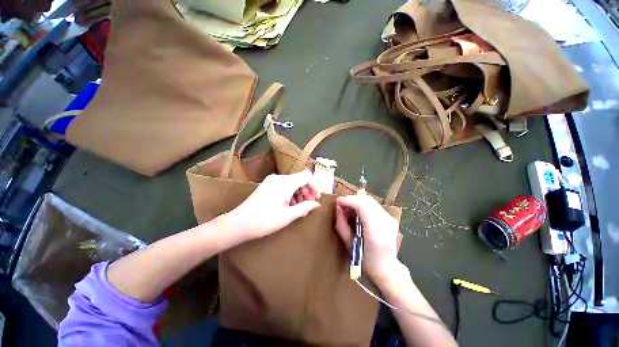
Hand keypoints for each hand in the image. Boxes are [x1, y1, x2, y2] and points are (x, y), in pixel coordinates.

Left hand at [221, 170, 319, 244]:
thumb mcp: (287, 216)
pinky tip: (290, 205)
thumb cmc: (264, 221)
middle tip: (309, 205)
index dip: (314, 186)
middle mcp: (279, 178)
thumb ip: (304, 207)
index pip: (306, 176)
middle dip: (307, 191)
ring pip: (292, 182)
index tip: (317, 198)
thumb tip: (317, 204)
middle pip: (300, 179)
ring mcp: (272, 181)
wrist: (238, 223)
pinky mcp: (268, 185)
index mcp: (285, 183)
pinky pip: (284, 185)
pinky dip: (291, 193)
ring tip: (300, 208)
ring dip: (299, 193)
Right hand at [335, 194, 400, 282]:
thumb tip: (338, 207)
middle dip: (352, 199)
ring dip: (357, 201)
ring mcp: (390, 219)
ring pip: (370, 201)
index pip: (362, 206)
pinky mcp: (391, 218)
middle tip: (341, 204)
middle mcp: (386, 222)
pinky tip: (358, 212)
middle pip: (367, 200)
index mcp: (375, 232)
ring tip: (348, 208)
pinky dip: (363, 205)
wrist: (387, 268)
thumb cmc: (365, 261)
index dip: (349, 200)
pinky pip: (373, 205)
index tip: (338, 201)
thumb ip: (342, 223)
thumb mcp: (348, 244)